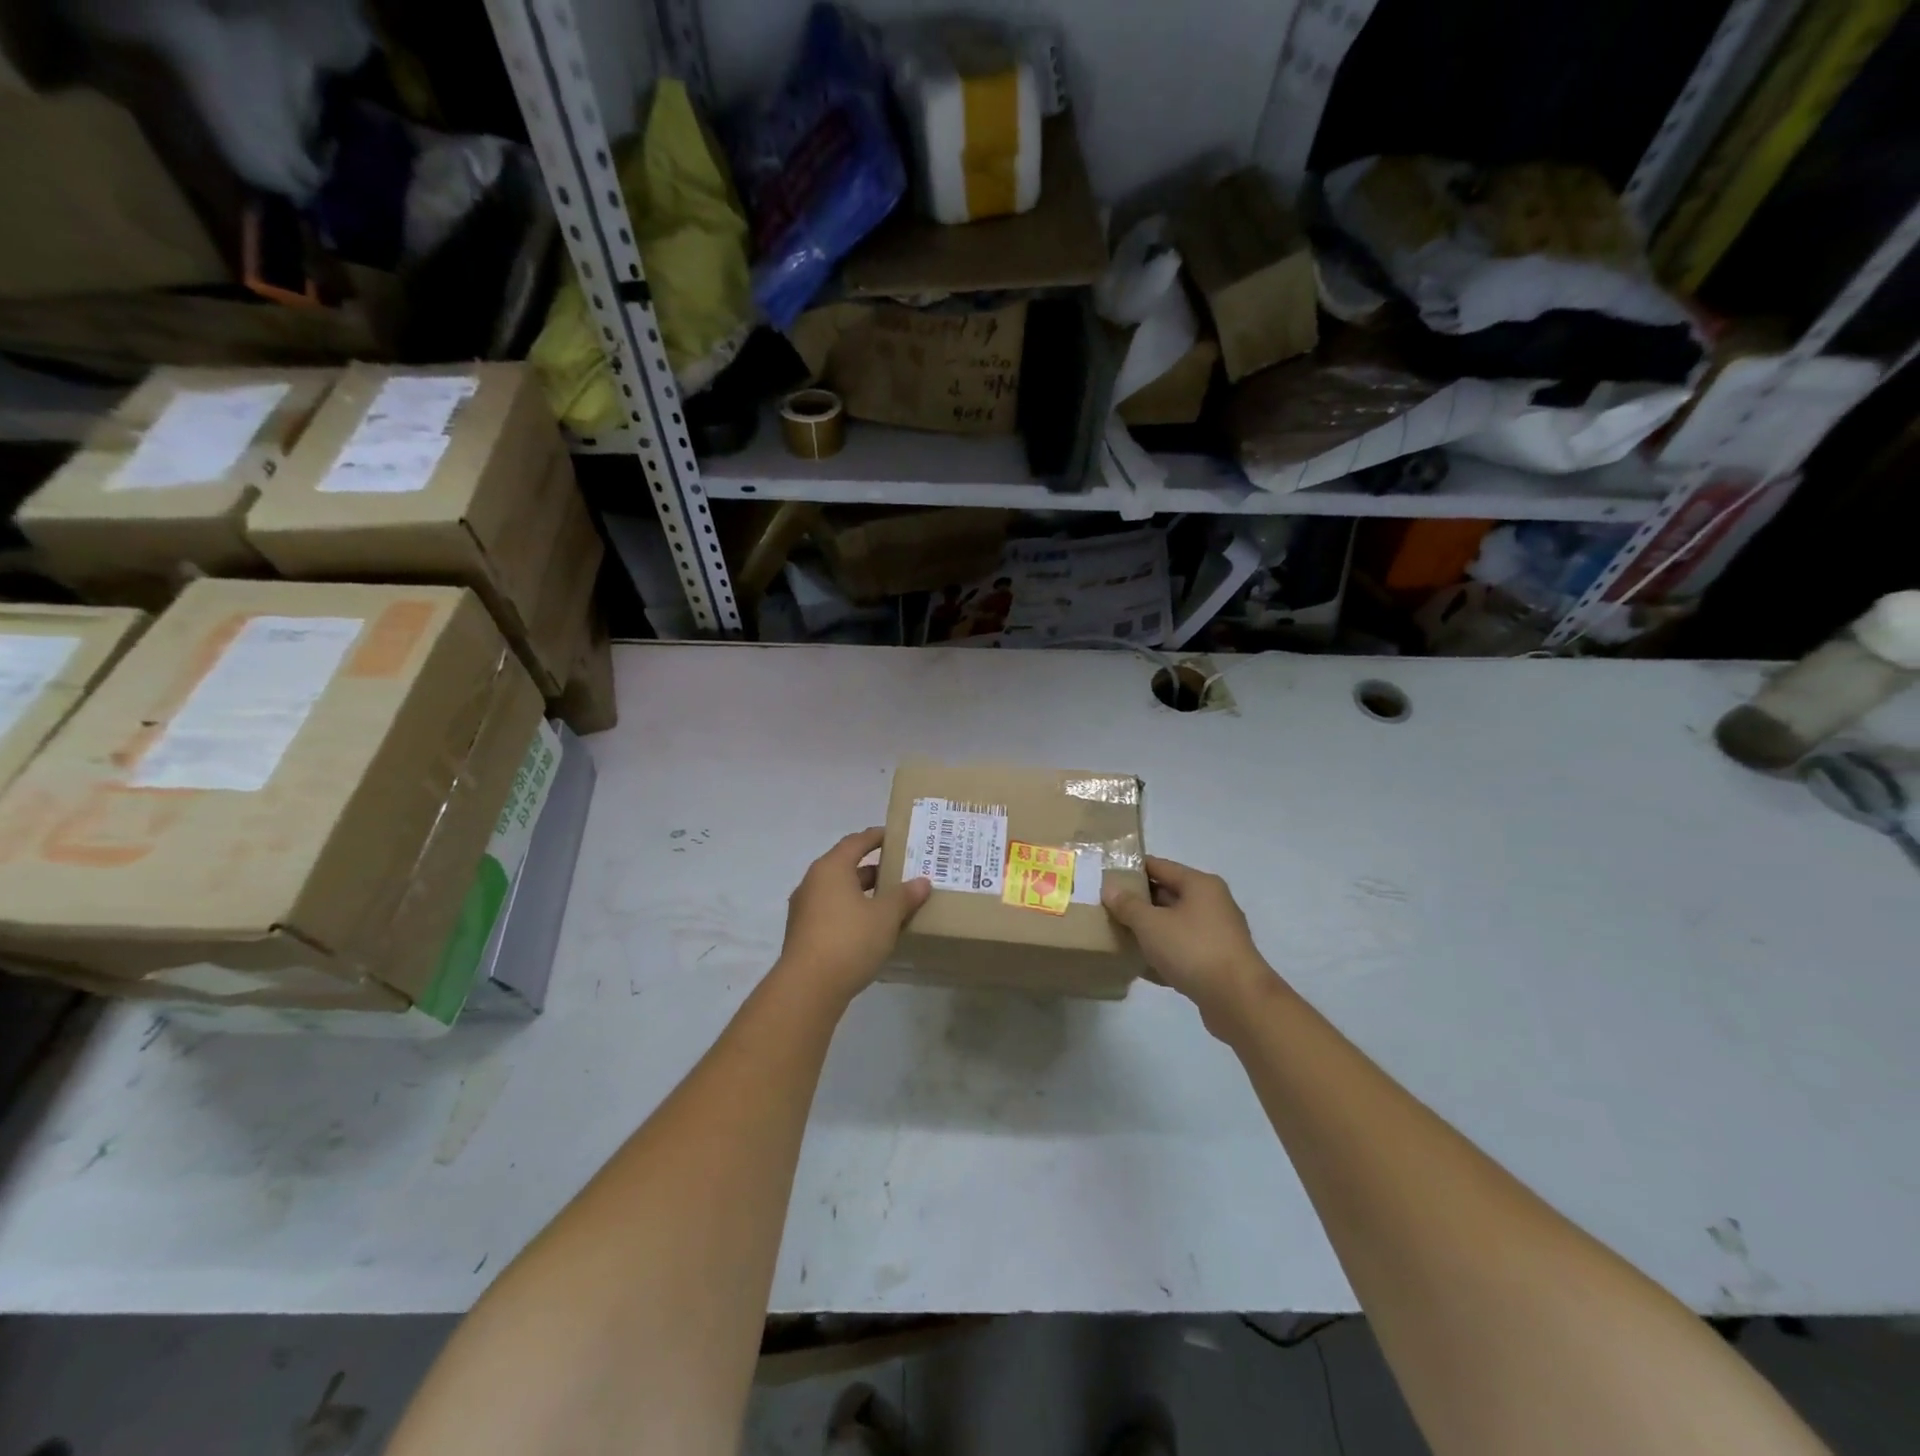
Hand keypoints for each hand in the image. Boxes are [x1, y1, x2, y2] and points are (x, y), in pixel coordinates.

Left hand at [778, 828, 930, 1005]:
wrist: (808, 988)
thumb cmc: (849, 940)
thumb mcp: (885, 916)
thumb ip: (904, 896)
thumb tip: (922, 882)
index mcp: (831, 868)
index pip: (856, 842)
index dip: (876, 837)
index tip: (896, 836)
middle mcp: (813, 883)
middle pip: (846, 866)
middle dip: (874, 869)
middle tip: (902, 872)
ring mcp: (805, 909)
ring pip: (839, 891)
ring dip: (864, 893)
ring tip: (892, 901)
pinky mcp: (804, 933)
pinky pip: (833, 912)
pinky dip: (853, 911)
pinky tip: (872, 927)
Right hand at [1103, 856, 1275, 1029]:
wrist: (1238, 1001)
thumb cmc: (1193, 950)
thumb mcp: (1151, 924)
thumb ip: (1128, 905)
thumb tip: (1110, 888)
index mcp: (1200, 885)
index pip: (1159, 866)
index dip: (1132, 869)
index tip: (1106, 876)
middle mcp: (1212, 904)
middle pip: (1167, 895)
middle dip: (1138, 902)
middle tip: (1107, 908)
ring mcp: (1216, 934)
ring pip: (1174, 925)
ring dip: (1149, 930)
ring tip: (1117, 936)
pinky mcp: (1216, 962)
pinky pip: (1182, 950)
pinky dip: (1162, 954)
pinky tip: (1139, 966)